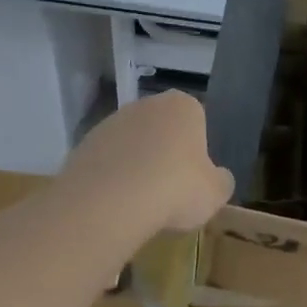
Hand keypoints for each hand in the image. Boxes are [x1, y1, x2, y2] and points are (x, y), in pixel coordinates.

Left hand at [60, 90, 234, 234]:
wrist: (110, 200)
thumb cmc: (176, 188)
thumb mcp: (215, 193)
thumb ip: (221, 181)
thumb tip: (218, 178)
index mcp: (183, 106)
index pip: (197, 121)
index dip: (197, 151)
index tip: (193, 178)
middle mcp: (147, 104)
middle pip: (162, 129)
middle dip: (165, 154)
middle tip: (169, 189)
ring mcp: (112, 121)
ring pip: (133, 144)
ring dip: (137, 165)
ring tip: (141, 201)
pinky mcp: (85, 143)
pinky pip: (108, 160)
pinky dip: (113, 177)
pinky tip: (116, 202)